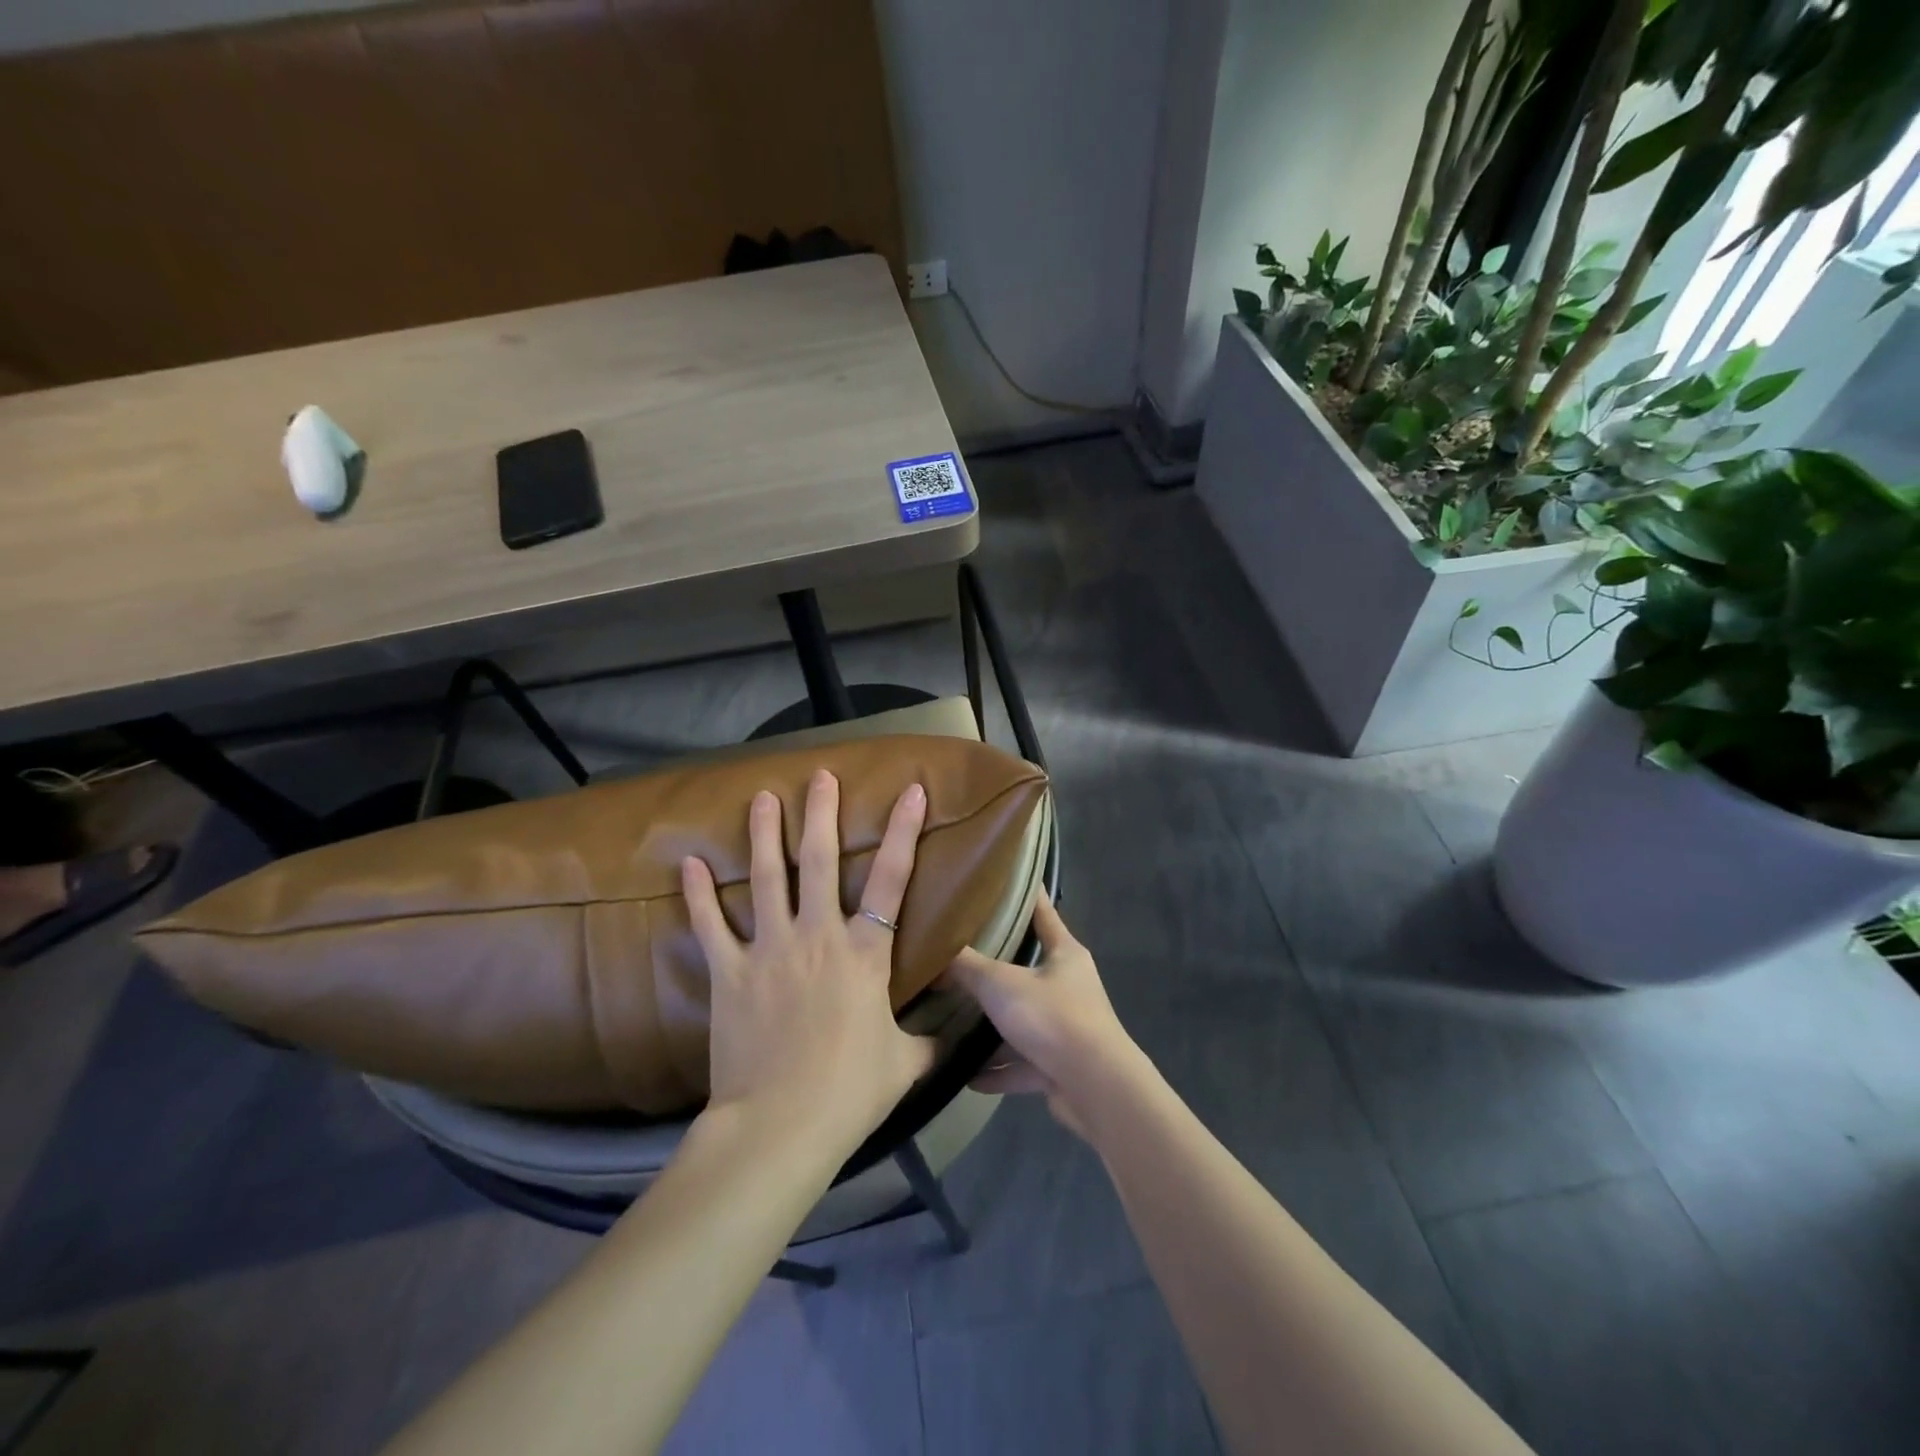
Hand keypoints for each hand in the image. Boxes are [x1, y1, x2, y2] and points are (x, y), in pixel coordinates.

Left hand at [681, 770, 937, 1157]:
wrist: (781, 1126)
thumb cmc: (850, 1092)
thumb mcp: (905, 1064)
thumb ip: (929, 1040)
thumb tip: (958, 1035)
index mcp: (865, 953)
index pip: (893, 879)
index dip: (905, 831)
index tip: (911, 791)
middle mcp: (818, 936)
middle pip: (822, 861)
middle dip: (821, 813)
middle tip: (820, 776)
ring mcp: (770, 949)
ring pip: (767, 878)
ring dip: (765, 834)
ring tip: (762, 797)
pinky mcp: (730, 972)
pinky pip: (711, 925)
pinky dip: (698, 894)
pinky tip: (688, 863)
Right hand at [946, 892, 1139, 1137]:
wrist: (1094, 1087)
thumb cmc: (1052, 1017)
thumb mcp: (1001, 984)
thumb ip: (967, 967)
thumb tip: (936, 953)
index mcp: (1065, 954)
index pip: (1044, 912)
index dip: (1026, 894)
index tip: (1006, 879)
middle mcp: (1069, 986)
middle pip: (1029, 968)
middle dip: (997, 966)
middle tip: (960, 953)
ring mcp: (1066, 1028)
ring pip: (1023, 1019)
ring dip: (994, 1025)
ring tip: (955, 1019)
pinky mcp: (1059, 1066)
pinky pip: (1021, 1064)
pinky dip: (996, 1070)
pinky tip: (965, 1074)